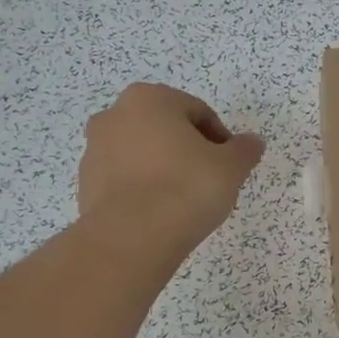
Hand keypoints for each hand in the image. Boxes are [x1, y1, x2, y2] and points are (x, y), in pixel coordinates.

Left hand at [78, 83, 264, 258]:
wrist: (132, 238)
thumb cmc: (186, 188)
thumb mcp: (231, 167)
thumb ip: (245, 150)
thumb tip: (253, 143)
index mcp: (149, 99)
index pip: (197, 111)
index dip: (220, 138)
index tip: (230, 165)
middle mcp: (115, 115)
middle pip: (166, 129)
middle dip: (189, 150)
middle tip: (210, 179)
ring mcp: (94, 150)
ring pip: (143, 153)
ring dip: (164, 168)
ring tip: (185, 200)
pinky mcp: (85, 184)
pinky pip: (125, 179)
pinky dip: (144, 189)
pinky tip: (161, 213)